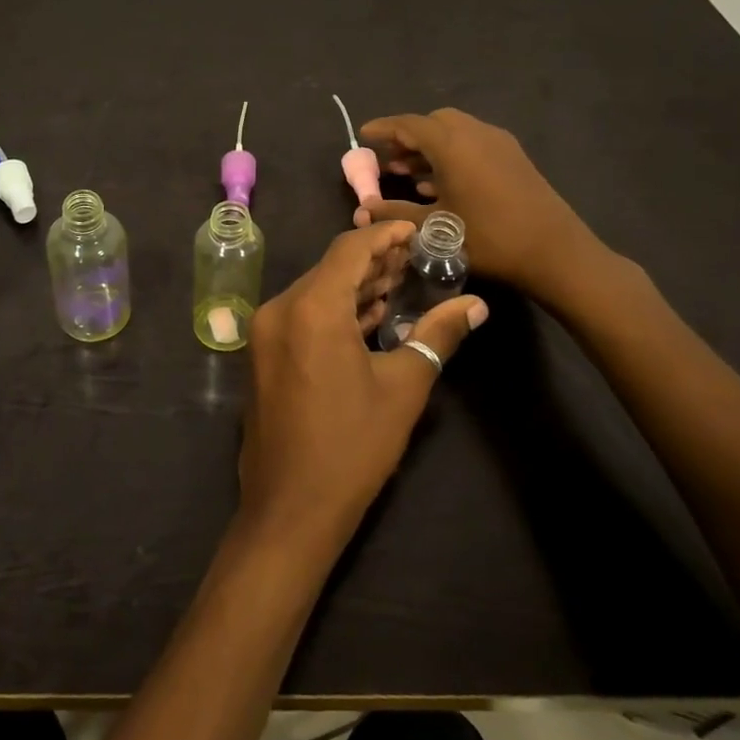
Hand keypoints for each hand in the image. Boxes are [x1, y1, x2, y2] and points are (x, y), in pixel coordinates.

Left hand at [239, 221, 486, 564]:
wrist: (289, 509)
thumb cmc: (352, 446)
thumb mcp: (403, 387)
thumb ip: (438, 335)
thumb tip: (476, 305)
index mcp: (311, 308)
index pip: (349, 250)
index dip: (384, 235)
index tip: (416, 231)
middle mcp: (280, 308)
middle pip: (330, 268)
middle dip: (373, 261)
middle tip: (415, 259)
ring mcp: (266, 332)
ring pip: (315, 291)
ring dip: (354, 286)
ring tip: (399, 284)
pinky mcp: (264, 353)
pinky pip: (303, 315)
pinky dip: (334, 310)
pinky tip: (368, 316)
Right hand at [352, 107, 612, 306]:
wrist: (555, 252)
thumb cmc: (489, 238)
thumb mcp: (434, 229)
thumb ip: (395, 215)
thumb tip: (363, 208)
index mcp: (452, 145)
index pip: (409, 125)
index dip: (384, 128)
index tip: (363, 134)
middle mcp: (475, 134)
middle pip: (433, 123)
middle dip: (408, 137)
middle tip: (388, 159)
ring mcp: (498, 144)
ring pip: (454, 133)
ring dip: (429, 148)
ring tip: (407, 173)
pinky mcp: (513, 158)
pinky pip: (472, 144)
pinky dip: (450, 155)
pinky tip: (439, 184)